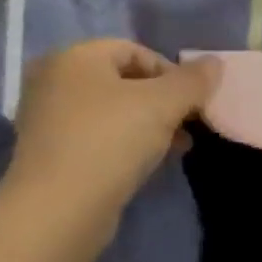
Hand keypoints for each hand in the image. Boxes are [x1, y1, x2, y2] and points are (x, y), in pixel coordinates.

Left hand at [5, 39, 218, 234]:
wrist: (58, 210)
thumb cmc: (110, 142)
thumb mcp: (161, 105)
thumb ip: (191, 82)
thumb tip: (214, 63)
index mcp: (73, 57)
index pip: (132, 50)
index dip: (170, 72)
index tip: (194, 102)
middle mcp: (53, 82)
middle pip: (120, 82)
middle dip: (161, 102)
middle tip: (188, 127)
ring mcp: (47, 121)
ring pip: (109, 114)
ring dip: (147, 127)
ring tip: (175, 149)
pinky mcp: (50, 157)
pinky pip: (95, 140)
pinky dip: (122, 147)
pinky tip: (145, 167)